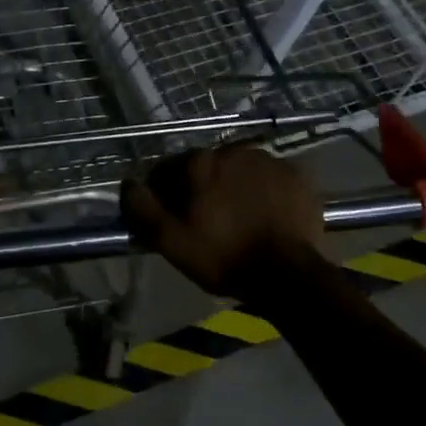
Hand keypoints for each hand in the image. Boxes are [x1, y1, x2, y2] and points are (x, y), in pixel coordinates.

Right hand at [122, 143, 323, 296]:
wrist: (288, 274)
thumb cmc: (222, 256)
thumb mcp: (169, 240)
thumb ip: (142, 207)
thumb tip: (128, 183)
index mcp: (200, 162)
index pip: (170, 169)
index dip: (166, 194)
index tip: (173, 218)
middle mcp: (234, 151)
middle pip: (207, 168)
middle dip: (203, 188)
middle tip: (207, 221)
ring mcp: (269, 161)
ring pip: (240, 171)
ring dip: (234, 187)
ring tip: (238, 218)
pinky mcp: (296, 177)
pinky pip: (270, 180)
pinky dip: (263, 193)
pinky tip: (264, 217)